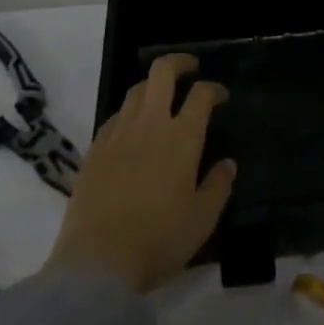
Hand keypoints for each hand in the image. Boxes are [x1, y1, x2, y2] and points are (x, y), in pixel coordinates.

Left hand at [45, 53, 235, 292]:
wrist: (97, 262)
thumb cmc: (158, 240)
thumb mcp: (201, 221)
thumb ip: (218, 187)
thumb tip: (228, 163)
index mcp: (181, 137)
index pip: (201, 94)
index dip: (214, 89)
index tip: (221, 96)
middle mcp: (150, 123)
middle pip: (162, 72)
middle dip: (179, 62)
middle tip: (190, 69)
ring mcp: (119, 132)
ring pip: (136, 89)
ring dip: (152, 85)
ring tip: (161, 97)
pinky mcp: (95, 148)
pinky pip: (115, 116)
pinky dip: (129, 113)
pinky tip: (132, 129)